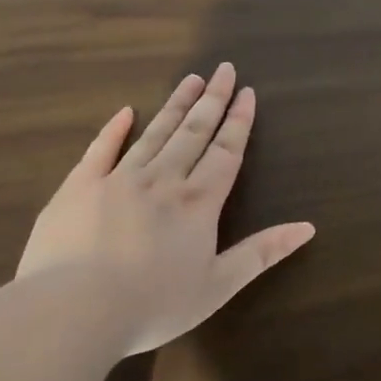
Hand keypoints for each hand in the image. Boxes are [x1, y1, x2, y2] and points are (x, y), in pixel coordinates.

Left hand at [17, 63, 314, 354]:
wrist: (72, 311)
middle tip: (223, 69)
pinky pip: (100, 150)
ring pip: (154, 133)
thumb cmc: (153, 304)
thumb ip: (262, 253)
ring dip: (175, 105)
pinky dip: (114, 129)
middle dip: (212, 100)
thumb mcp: (219, 285)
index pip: (226, 152)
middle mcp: (163, 180)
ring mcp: (118, 179)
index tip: (247, 92)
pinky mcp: (78, 188)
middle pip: (193, 132)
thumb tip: (308, 228)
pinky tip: (126, 111)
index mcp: (198, 202)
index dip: (239, 121)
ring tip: (190, 79)